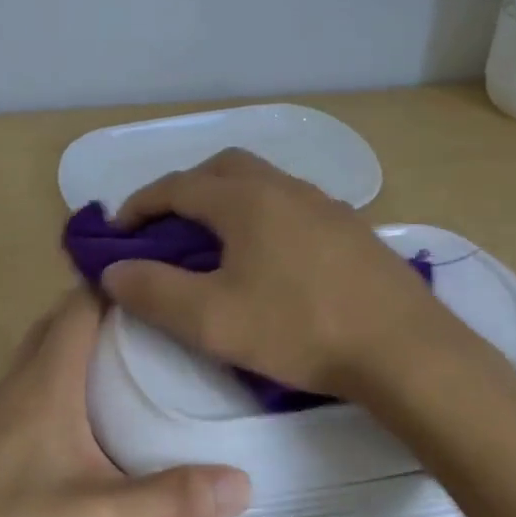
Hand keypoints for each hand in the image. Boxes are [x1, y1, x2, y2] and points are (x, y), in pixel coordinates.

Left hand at [0, 289, 250, 516]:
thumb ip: (172, 499)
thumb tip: (244, 480)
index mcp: (44, 382)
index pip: (80, 304)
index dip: (118, 282)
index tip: (164, 278)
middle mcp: (15, 386)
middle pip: (58, 324)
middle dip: (105, 312)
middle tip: (158, 324)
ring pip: (41, 358)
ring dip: (80, 348)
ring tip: (132, 365)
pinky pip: (29, 392)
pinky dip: (62, 384)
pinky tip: (84, 425)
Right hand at [101, 148, 455, 395]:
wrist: (403, 348)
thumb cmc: (299, 329)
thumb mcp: (212, 319)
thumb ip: (154, 292)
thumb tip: (113, 271)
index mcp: (245, 200)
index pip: (177, 186)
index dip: (139, 205)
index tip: (117, 232)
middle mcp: (284, 187)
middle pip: (221, 168)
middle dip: (185, 190)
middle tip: (166, 228)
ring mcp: (325, 204)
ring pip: (262, 183)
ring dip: (226, 200)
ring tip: (214, 242)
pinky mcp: (351, 228)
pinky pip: (292, 205)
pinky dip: (262, 216)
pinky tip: (269, 258)